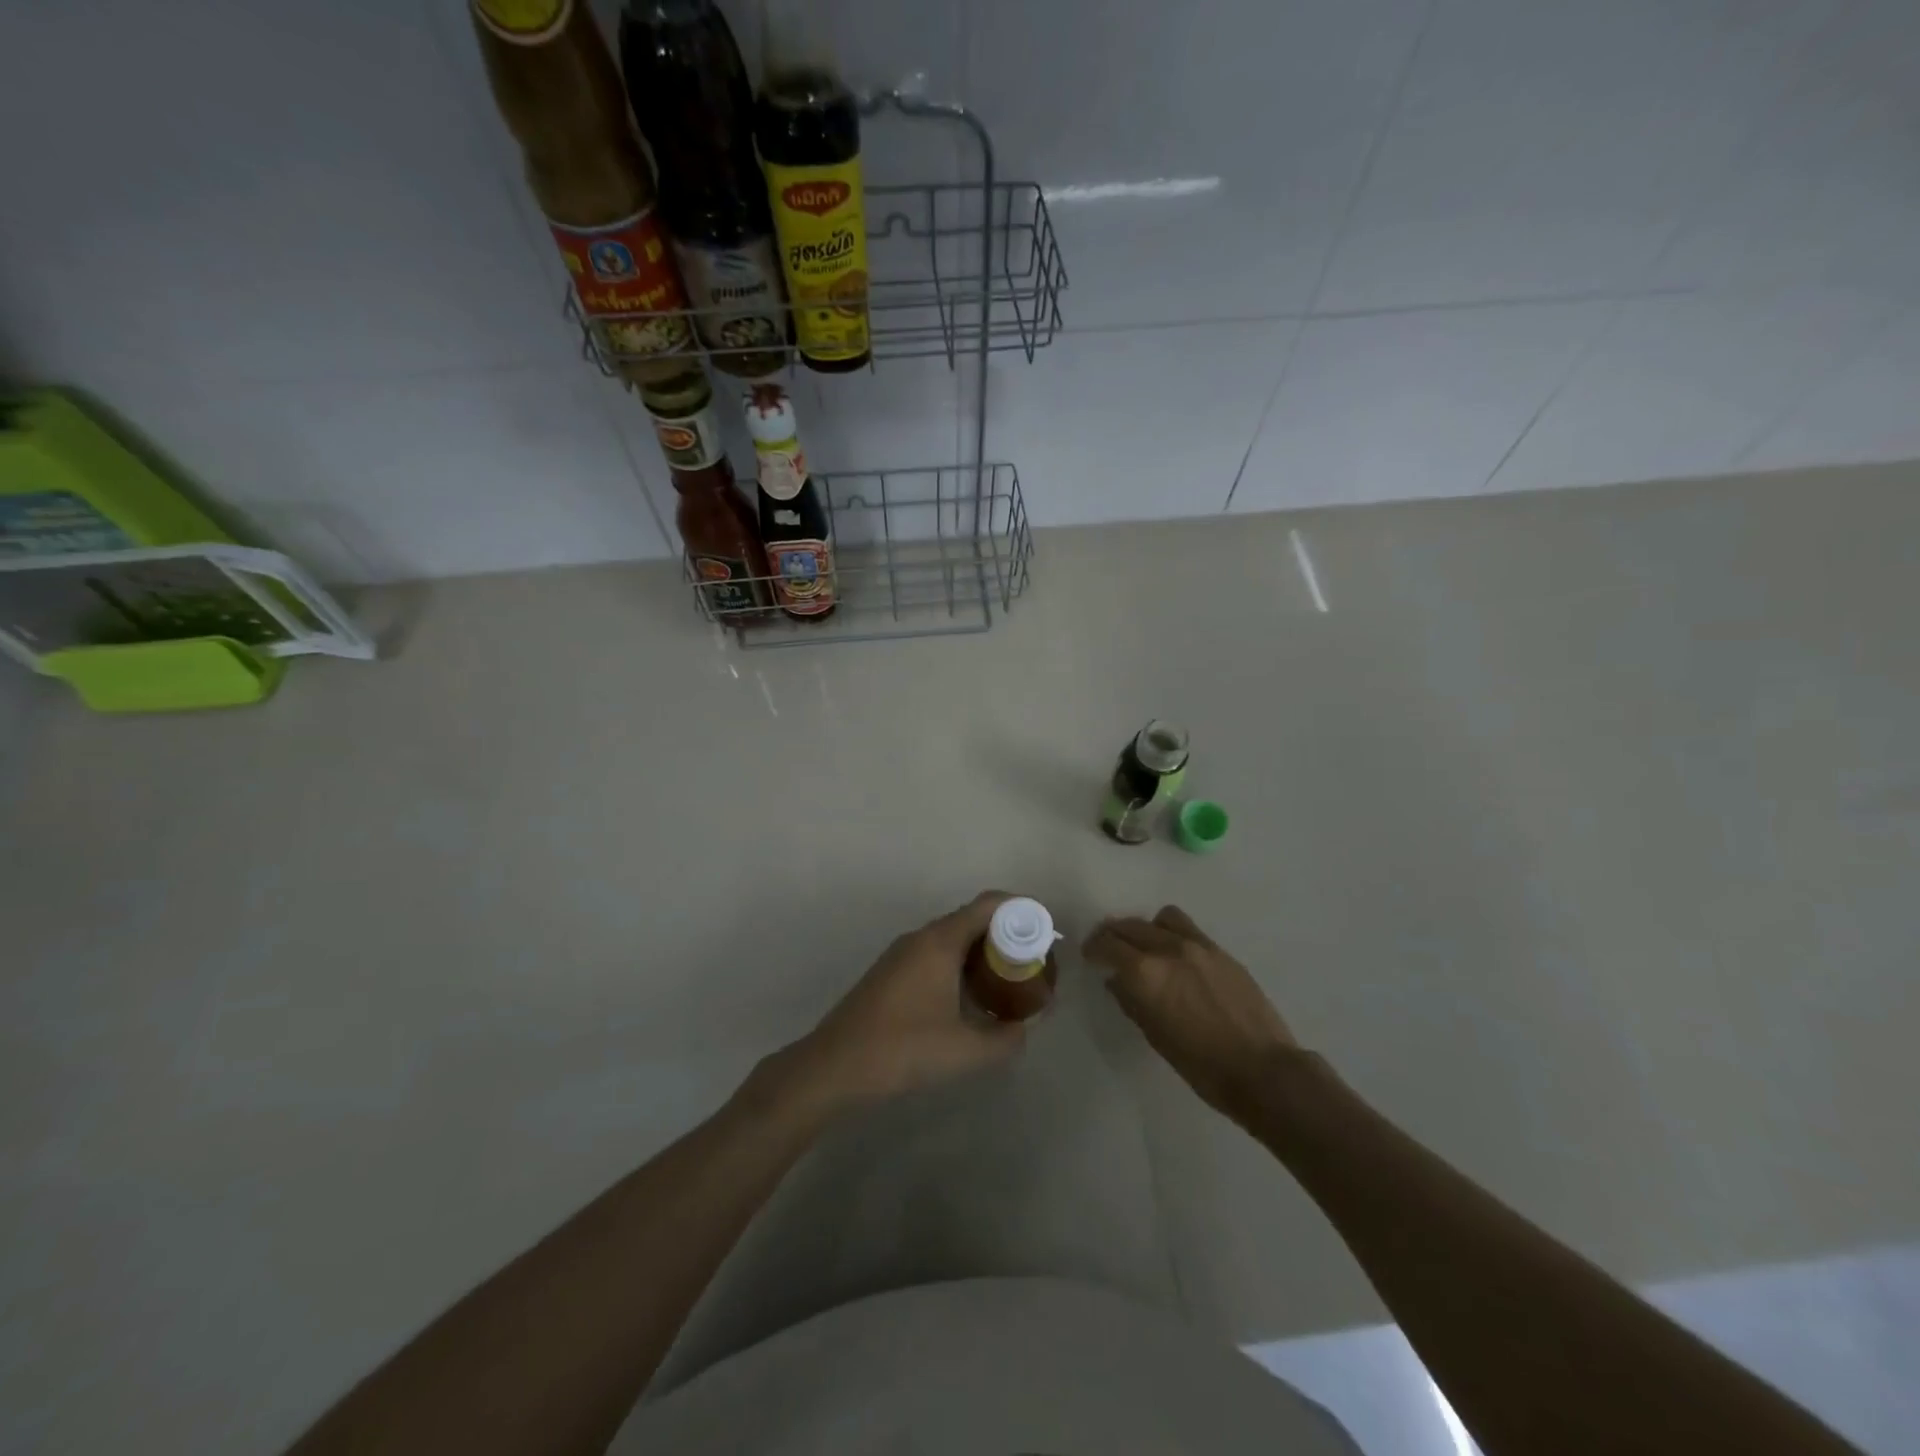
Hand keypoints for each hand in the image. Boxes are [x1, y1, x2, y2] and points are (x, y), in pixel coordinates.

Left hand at [792, 892, 1026, 1107]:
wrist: (833, 1067)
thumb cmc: (902, 1050)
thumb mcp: (964, 1051)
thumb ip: (1005, 1039)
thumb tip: (1025, 1029)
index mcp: (939, 941)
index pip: (989, 905)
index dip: (1021, 909)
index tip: (1046, 930)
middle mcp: (921, 938)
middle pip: (972, 919)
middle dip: (1006, 935)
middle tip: (1033, 963)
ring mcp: (902, 954)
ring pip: (953, 939)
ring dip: (982, 953)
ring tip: (1008, 983)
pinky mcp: (891, 974)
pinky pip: (935, 955)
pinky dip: (960, 966)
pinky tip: (970, 1000)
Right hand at [1083, 905, 1297, 1119]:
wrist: (1263, 1071)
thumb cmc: (1201, 1065)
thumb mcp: (1155, 1036)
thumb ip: (1130, 1001)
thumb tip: (1116, 981)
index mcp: (1145, 972)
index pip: (1107, 944)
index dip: (1093, 948)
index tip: (1090, 956)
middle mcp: (1168, 949)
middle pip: (1129, 926)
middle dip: (1114, 935)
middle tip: (1109, 949)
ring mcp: (1198, 946)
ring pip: (1161, 918)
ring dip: (1146, 928)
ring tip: (1146, 946)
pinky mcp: (1221, 951)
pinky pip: (1188, 929)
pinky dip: (1173, 934)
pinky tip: (1176, 956)